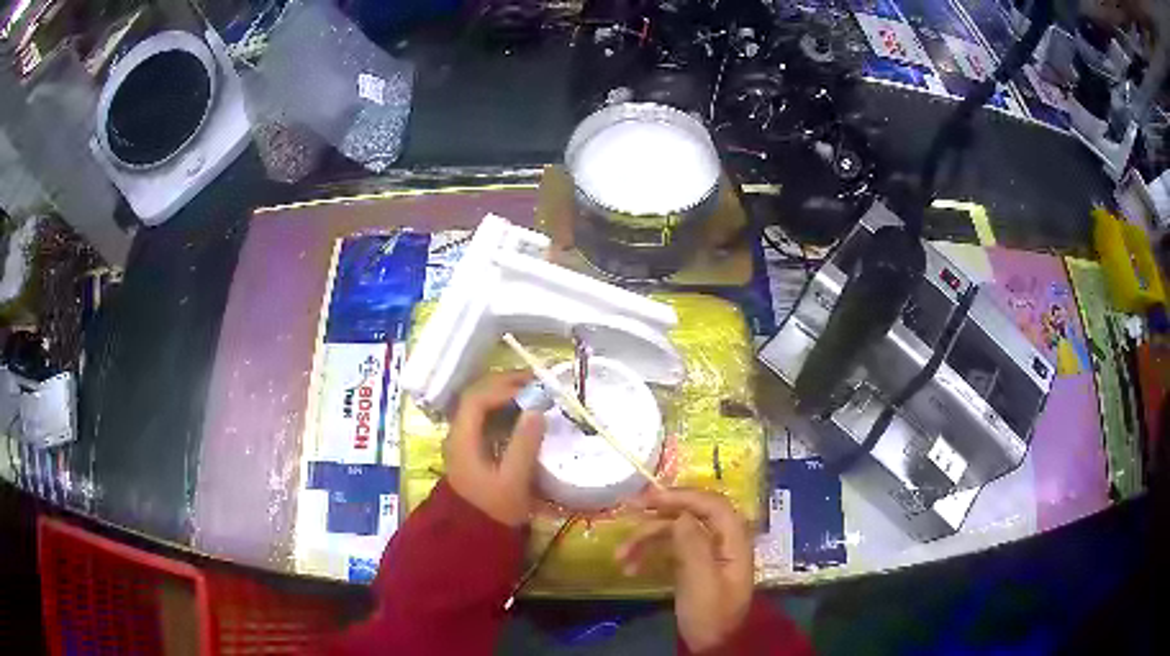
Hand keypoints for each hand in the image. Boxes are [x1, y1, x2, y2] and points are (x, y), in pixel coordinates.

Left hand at [445, 370, 546, 526]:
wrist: (474, 538)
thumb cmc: (494, 511)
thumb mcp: (513, 480)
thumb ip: (524, 444)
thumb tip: (537, 409)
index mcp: (462, 439)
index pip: (477, 398)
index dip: (504, 387)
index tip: (533, 386)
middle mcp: (458, 434)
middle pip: (476, 396)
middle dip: (504, 385)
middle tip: (536, 381)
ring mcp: (464, 441)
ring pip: (480, 406)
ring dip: (505, 395)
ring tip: (534, 392)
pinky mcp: (473, 450)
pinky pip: (486, 419)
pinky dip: (504, 410)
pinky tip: (523, 414)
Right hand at [616, 489, 753, 652]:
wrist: (713, 646)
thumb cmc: (710, 615)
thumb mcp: (701, 583)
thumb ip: (694, 546)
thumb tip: (681, 514)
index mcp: (734, 542)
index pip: (713, 505)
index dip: (683, 496)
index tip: (650, 499)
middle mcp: (722, 542)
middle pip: (692, 515)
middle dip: (658, 513)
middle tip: (628, 511)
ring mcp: (707, 554)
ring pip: (676, 533)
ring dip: (646, 539)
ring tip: (619, 555)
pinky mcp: (693, 566)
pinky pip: (670, 550)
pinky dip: (649, 555)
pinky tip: (629, 568)